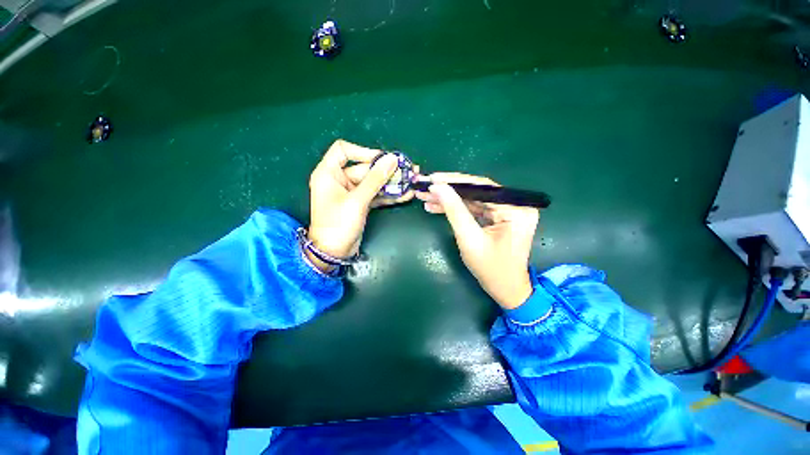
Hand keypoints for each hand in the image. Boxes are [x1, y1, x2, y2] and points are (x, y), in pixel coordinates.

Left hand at [307, 140, 416, 272]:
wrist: (333, 253)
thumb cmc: (338, 224)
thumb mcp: (357, 200)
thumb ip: (375, 179)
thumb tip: (392, 159)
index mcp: (329, 173)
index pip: (343, 150)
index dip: (363, 151)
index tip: (382, 159)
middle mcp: (339, 180)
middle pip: (365, 168)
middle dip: (387, 170)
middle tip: (408, 170)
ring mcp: (351, 193)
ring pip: (373, 183)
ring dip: (391, 183)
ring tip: (411, 181)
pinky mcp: (360, 204)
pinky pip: (376, 195)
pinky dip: (388, 195)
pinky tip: (405, 195)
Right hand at [415, 173, 539, 308]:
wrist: (505, 290)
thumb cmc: (490, 268)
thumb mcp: (469, 238)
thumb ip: (454, 210)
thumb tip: (438, 186)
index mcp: (515, 209)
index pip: (481, 187)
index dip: (453, 181)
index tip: (431, 178)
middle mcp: (514, 205)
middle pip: (475, 192)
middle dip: (447, 190)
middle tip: (424, 186)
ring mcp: (505, 211)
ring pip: (471, 200)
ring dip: (447, 200)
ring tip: (425, 198)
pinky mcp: (497, 218)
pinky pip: (473, 209)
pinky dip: (455, 209)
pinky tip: (435, 208)